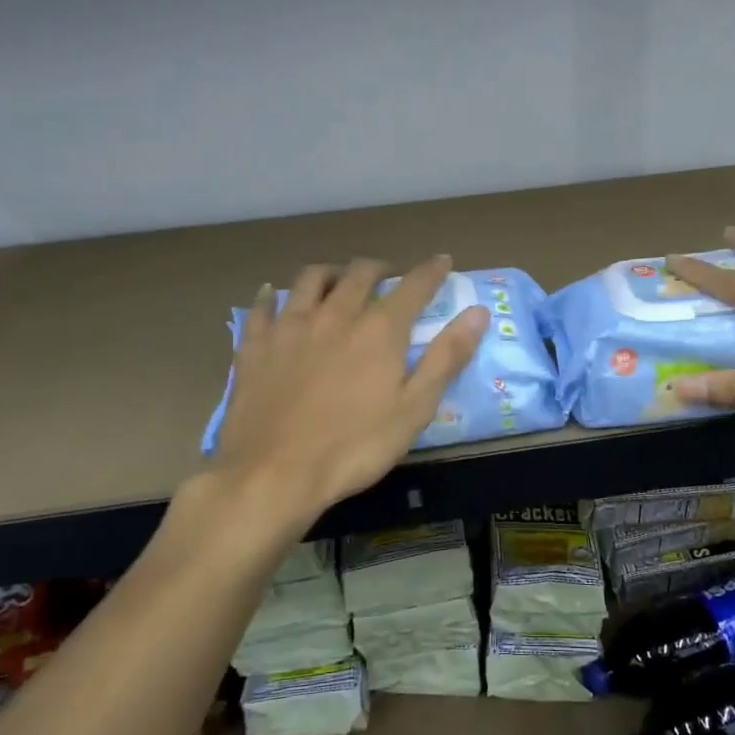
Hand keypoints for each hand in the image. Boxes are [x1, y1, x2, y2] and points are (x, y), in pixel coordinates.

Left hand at [209, 256, 488, 526]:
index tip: (442, 261)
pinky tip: (271, 295)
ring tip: (337, 278)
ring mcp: (290, 327)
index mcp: (379, 330)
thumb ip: (447, 357)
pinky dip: (270, 295)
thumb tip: (478, 312)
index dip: (431, 271)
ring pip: (310, 279)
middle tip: (388, 275)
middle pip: (359, 274)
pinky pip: (262, 307)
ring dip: (330, 272)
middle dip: (379, 268)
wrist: (274, 473)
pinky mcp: (255, 345)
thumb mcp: (415, 408)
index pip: (413, 286)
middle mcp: (336, 314)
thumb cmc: (355, 446)